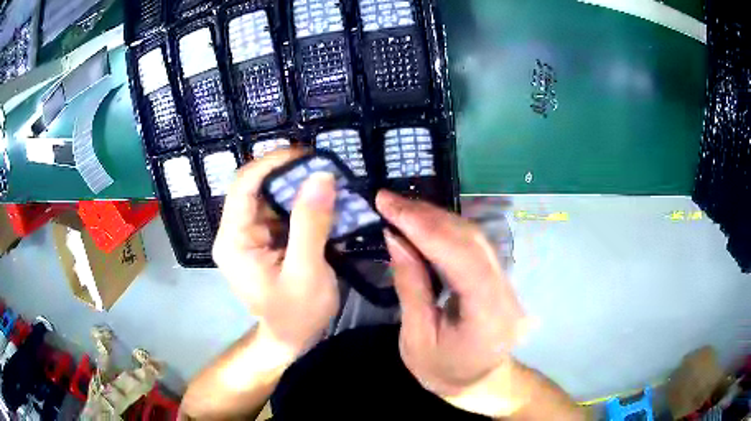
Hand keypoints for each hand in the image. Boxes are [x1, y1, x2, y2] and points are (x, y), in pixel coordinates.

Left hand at [213, 150, 339, 361]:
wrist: (290, 341)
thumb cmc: (296, 315)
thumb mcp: (307, 272)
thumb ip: (311, 224)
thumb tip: (321, 176)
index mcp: (234, 240)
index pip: (244, 184)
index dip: (272, 162)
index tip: (308, 154)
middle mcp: (236, 232)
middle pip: (257, 187)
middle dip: (290, 174)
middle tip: (326, 169)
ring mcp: (249, 236)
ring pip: (271, 197)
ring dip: (299, 188)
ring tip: (330, 184)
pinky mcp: (264, 241)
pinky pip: (280, 212)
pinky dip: (302, 205)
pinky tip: (324, 205)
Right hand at [377, 191, 526, 417]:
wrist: (478, 383)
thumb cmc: (443, 372)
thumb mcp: (416, 338)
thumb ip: (410, 285)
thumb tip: (396, 237)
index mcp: (488, 316)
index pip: (461, 257)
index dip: (424, 225)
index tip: (388, 203)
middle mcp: (506, 292)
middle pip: (471, 240)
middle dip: (427, 216)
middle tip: (390, 200)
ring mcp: (508, 283)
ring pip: (474, 237)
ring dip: (436, 218)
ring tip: (401, 208)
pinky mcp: (500, 277)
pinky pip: (474, 245)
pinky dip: (446, 230)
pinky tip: (423, 224)